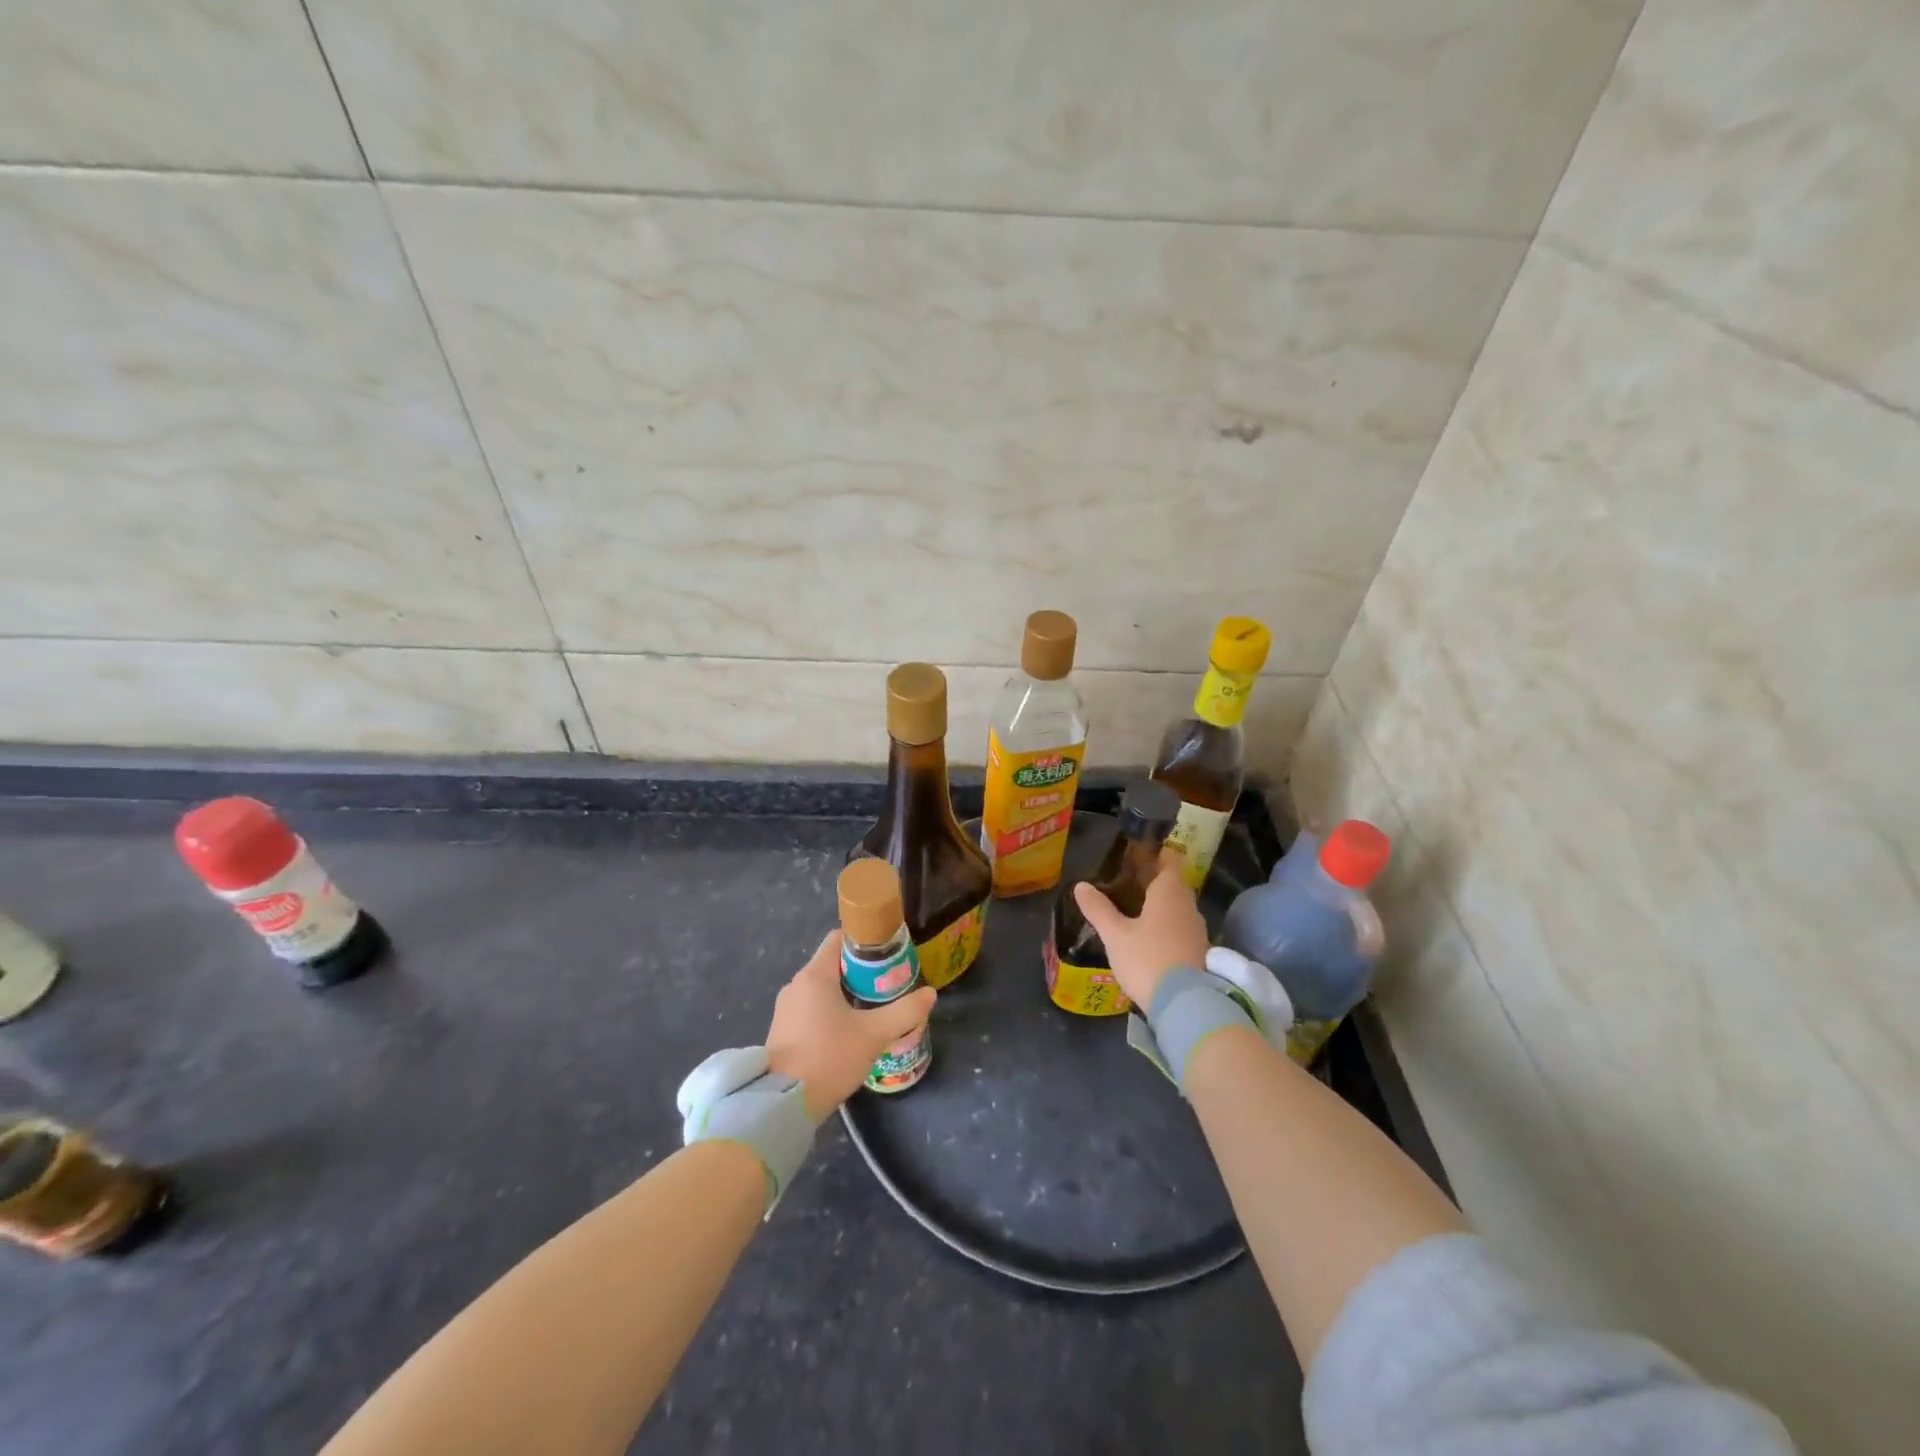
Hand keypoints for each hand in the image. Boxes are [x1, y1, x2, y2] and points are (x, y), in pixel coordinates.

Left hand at [766, 931, 935, 1122]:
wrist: (783, 1105)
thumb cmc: (828, 1058)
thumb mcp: (873, 1035)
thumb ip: (904, 1012)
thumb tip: (930, 994)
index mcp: (815, 975)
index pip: (839, 938)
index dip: (865, 942)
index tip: (887, 956)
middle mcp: (796, 984)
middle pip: (833, 964)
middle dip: (860, 972)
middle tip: (887, 987)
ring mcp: (785, 1008)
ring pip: (822, 989)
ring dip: (845, 994)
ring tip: (871, 1011)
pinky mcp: (782, 1030)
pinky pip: (810, 1009)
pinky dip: (829, 1012)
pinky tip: (847, 1033)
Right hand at [1073, 852, 1209, 1012]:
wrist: (1184, 1006)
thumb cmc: (1147, 959)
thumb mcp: (1115, 934)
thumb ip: (1098, 908)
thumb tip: (1081, 885)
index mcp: (1170, 891)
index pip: (1169, 859)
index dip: (1154, 854)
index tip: (1135, 855)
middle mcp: (1188, 905)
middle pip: (1173, 884)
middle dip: (1152, 881)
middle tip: (1125, 884)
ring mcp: (1198, 930)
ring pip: (1177, 908)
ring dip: (1159, 906)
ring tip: (1133, 911)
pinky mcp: (1200, 952)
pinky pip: (1181, 928)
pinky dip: (1166, 927)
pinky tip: (1148, 939)